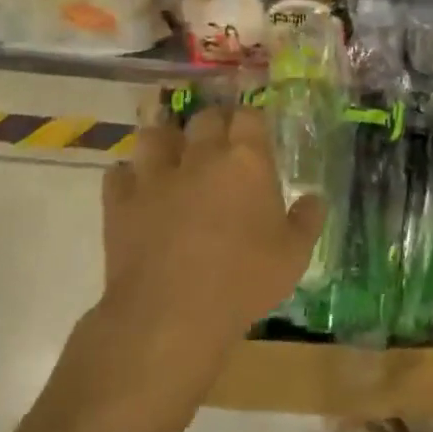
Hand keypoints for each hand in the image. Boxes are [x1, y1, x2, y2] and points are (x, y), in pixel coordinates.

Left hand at [79, 105, 321, 408]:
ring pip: (156, 136)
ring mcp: (156, 177)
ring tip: (173, 153)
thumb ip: (307, 220)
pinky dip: (127, 176)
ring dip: (166, 140)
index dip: (251, 119)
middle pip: (204, 118)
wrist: (171, 315)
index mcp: (246, 160)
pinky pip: (118, 174)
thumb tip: (314, 198)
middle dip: (213, 123)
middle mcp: (201, 156)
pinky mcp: (121, 203)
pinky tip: (136, 187)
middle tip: (219, 140)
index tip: (255, 132)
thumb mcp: (294, 255)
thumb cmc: (243, 280)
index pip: (249, 116)